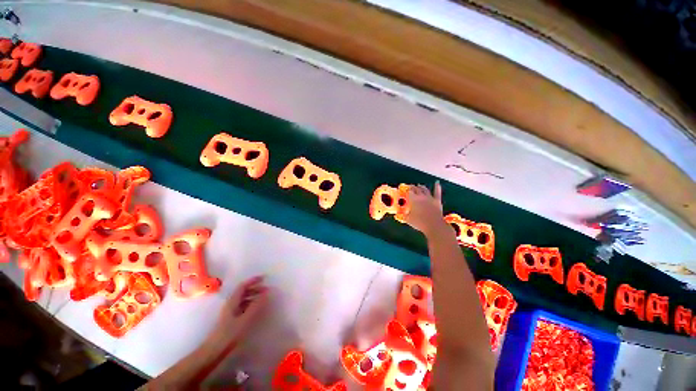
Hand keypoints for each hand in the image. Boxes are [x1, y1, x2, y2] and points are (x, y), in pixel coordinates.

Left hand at [208, 276, 268, 346]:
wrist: (214, 351)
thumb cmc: (229, 334)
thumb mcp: (244, 319)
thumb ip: (256, 306)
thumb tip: (266, 293)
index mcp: (232, 302)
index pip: (243, 286)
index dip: (253, 281)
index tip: (264, 278)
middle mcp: (231, 304)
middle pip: (243, 292)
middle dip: (255, 289)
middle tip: (267, 290)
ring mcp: (230, 312)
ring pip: (243, 300)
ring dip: (254, 297)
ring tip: (264, 299)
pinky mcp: (231, 320)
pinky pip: (243, 307)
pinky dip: (251, 305)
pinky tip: (256, 310)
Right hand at [404, 181, 447, 236]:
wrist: (434, 225)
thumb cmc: (419, 222)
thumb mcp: (408, 220)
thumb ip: (403, 216)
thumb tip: (399, 215)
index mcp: (413, 199)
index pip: (409, 192)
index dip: (406, 190)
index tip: (404, 190)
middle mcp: (421, 196)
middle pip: (416, 189)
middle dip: (413, 187)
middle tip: (410, 187)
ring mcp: (430, 198)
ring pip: (425, 189)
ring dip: (421, 187)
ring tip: (419, 185)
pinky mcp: (437, 201)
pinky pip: (437, 192)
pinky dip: (437, 187)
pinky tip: (437, 183)